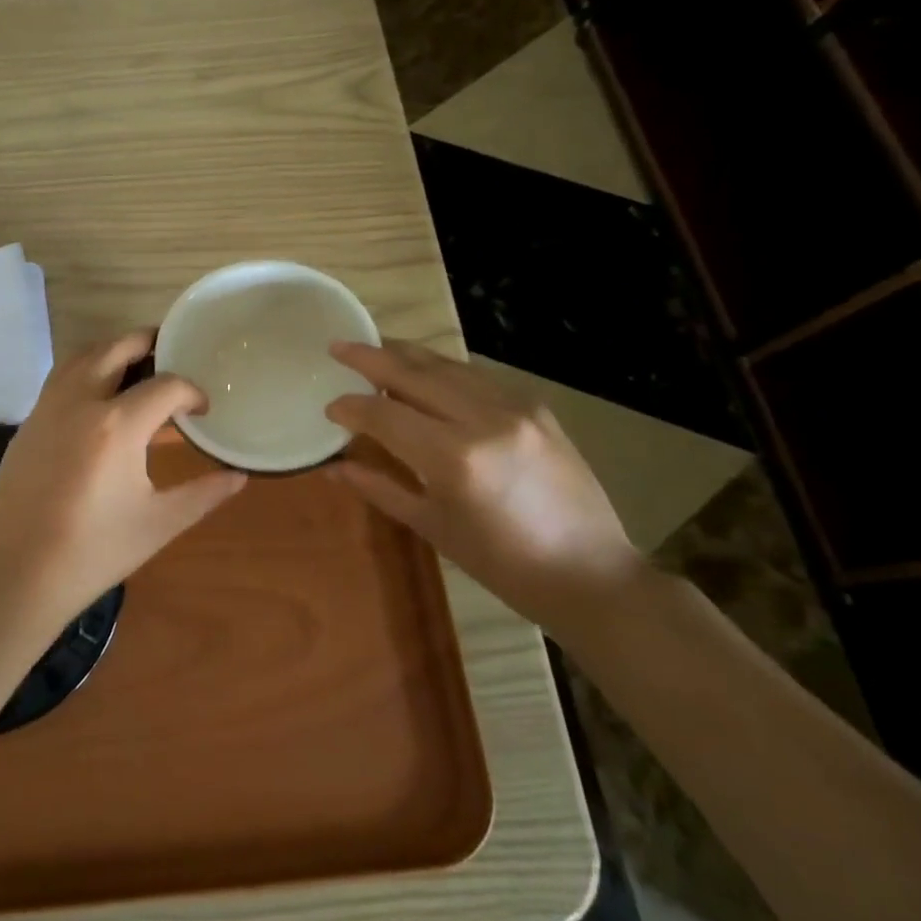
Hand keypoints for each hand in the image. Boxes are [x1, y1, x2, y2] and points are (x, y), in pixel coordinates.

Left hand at [0, 329, 246, 632]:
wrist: (17, 575)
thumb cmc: (94, 551)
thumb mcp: (158, 524)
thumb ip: (203, 494)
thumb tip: (239, 476)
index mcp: (117, 425)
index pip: (165, 386)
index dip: (191, 392)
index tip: (203, 409)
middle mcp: (80, 402)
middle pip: (117, 348)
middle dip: (149, 343)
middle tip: (172, 353)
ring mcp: (47, 409)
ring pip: (81, 356)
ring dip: (112, 350)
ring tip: (137, 367)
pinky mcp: (27, 424)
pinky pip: (60, 379)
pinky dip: (85, 371)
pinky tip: (99, 401)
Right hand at [325, 340, 644, 640]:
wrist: (590, 573)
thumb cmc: (502, 564)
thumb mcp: (432, 527)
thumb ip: (380, 487)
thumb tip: (335, 464)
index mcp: (453, 458)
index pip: (384, 414)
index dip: (351, 407)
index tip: (329, 407)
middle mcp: (483, 419)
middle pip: (413, 374)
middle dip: (370, 357)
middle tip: (338, 346)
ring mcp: (515, 407)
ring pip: (446, 365)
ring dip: (406, 355)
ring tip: (376, 349)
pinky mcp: (535, 406)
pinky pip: (476, 377)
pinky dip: (443, 370)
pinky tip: (426, 372)